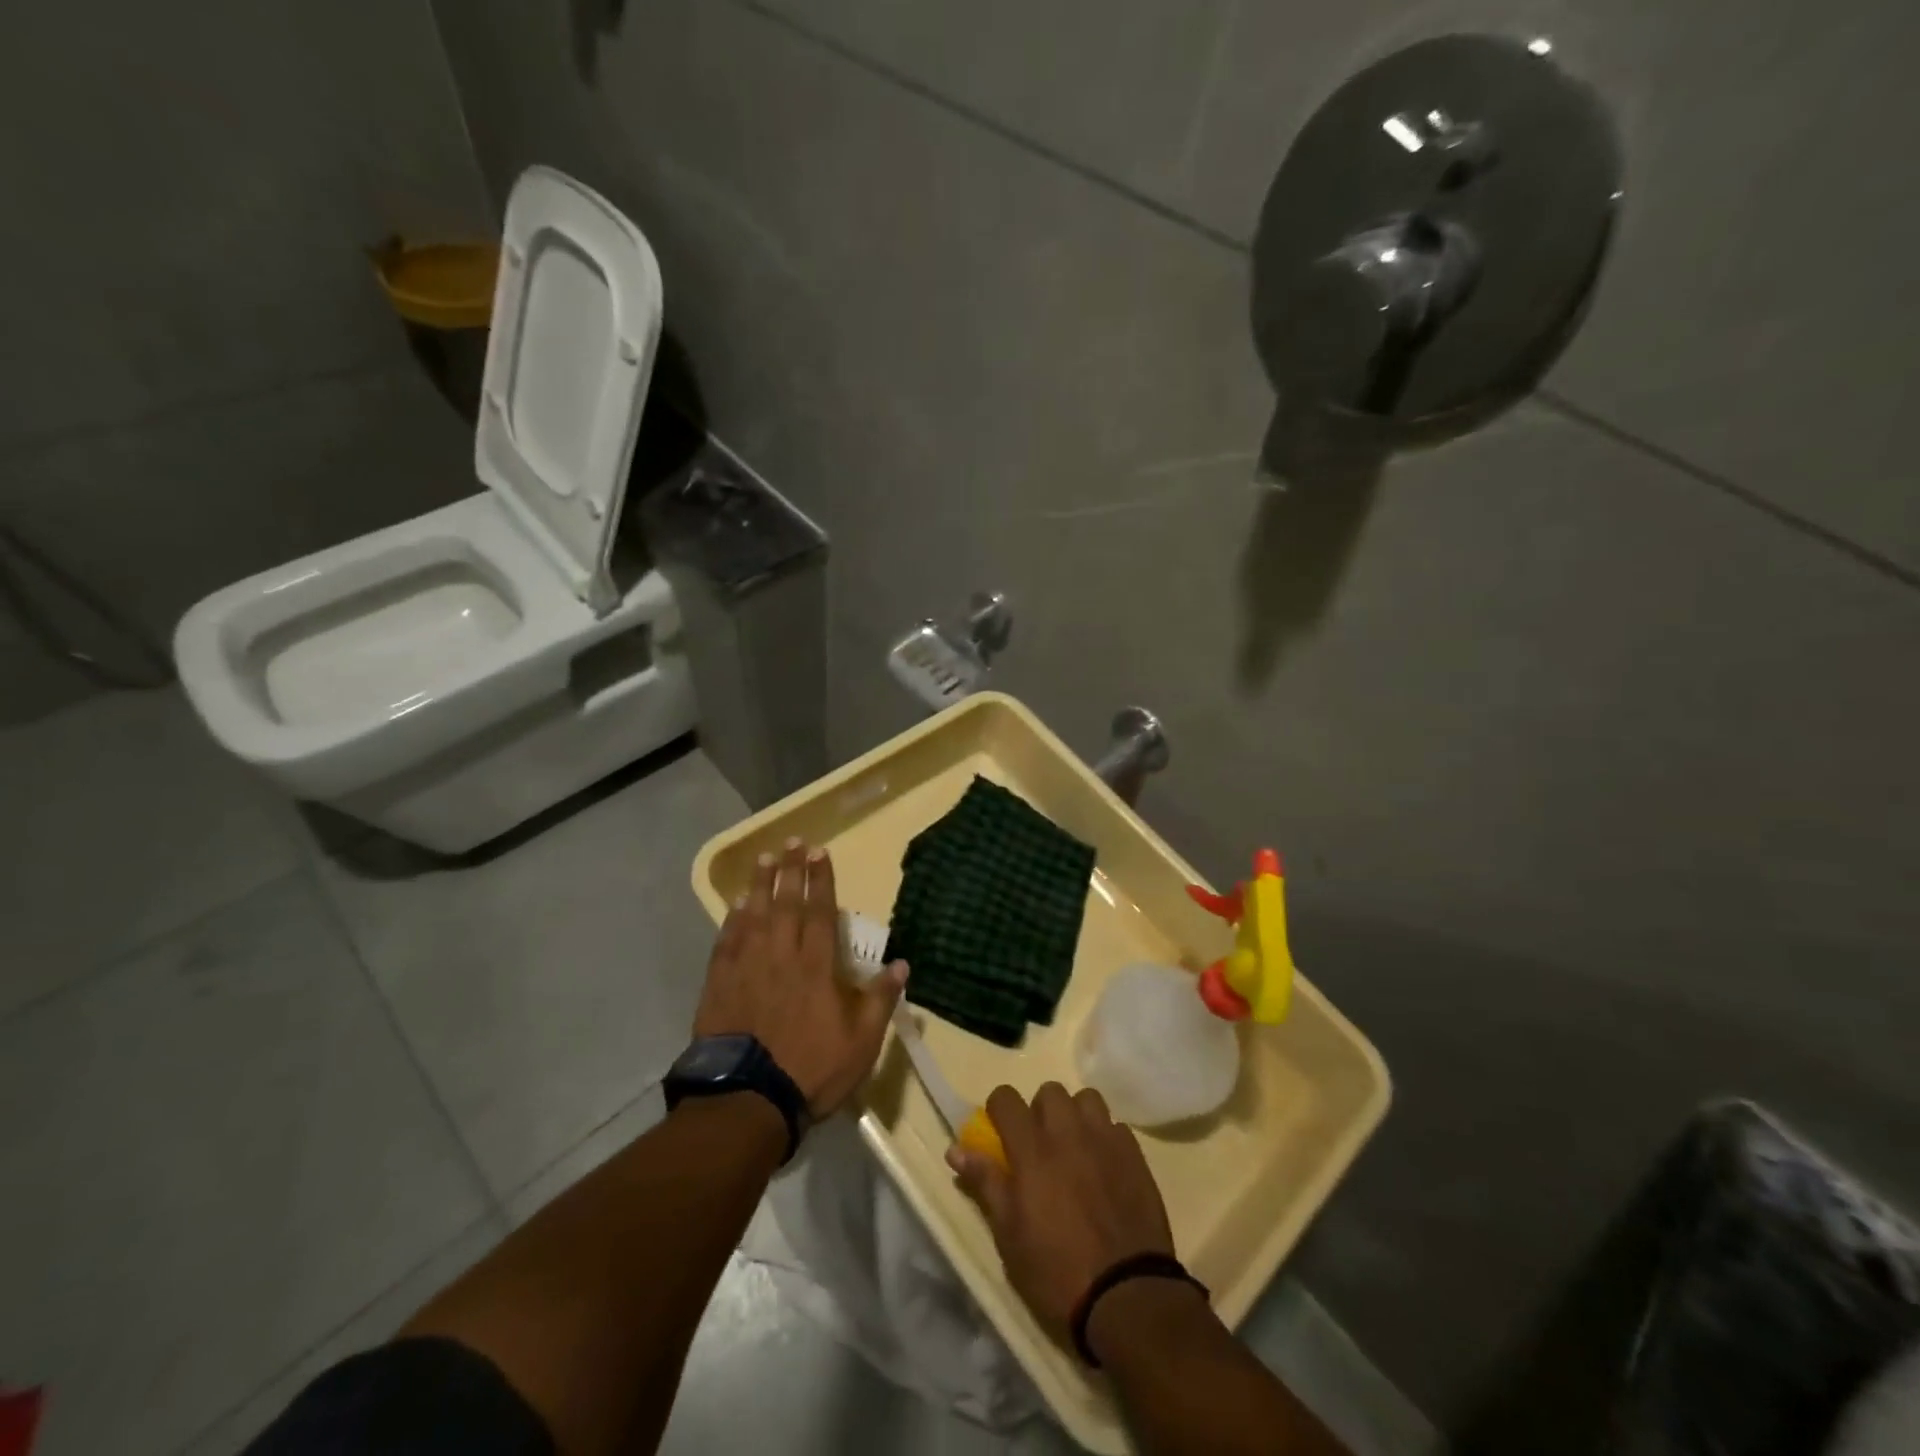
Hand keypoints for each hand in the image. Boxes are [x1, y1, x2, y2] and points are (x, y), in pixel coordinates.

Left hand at [693, 838, 906, 1119]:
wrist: (748, 1100)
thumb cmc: (812, 1070)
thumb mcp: (862, 1042)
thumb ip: (880, 1000)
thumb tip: (902, 963)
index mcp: (816, 967)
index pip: (820, 912)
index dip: (821, 881)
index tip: (819, 852)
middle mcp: (781, 956)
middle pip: (786, 904)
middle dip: (790, 870)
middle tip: (792, 841)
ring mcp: (747, 968)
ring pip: (754, 916)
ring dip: (760, 885)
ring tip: (764, 858)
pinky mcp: (720, 985)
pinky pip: (726, 942)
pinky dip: (732, 920)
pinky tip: (735, 906)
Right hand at [947, 1082, 1175, 1344]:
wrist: (1127, 1298)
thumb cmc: (1056, 1272)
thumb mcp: (1009, 1236)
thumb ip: (985, 1183)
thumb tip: (955, 1149)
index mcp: (1032, 1150)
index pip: (1006, 1098)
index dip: (998, 1110)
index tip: (999, 1133)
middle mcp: (1068, 1133)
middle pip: (1049, 1091)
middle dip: (1040, 1110)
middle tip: (1039, 1146)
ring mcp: (1105, 1141)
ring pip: (1087, 1100)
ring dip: (1076, 1116)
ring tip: (1074, 1149)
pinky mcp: (1135, 1156)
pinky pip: (1116, 1127)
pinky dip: (1105, 1138)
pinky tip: (1104, 1167)